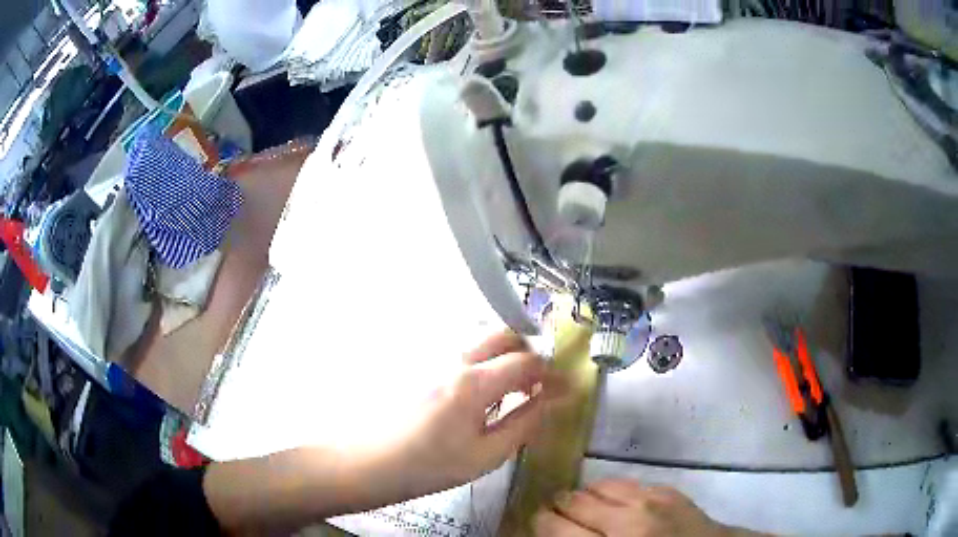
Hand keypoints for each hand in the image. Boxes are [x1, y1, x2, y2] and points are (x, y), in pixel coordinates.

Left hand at [369, 330, 564, 500]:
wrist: (370, 462)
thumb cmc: (429, 466)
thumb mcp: (485, 455)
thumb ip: (523, 424)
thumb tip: (550, 402)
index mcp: (473, 382)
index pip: (526, 362)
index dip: (552, 373)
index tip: (566, 388)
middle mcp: (455, 359)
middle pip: (503, 336)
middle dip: (529, 353)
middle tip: (539, 383)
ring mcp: (433, 358)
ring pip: (481, 341)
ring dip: (506, 355)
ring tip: (513, 389)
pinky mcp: (420, 365)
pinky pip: (463, 353)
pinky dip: (484, 362)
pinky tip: (480, 393)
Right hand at [534, 479, 740, 536]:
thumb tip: (555, 535)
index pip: (555, 527)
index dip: (540, 523)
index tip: (537, 524)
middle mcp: (626, 520)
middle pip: (572, 500)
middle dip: (557, 507)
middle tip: (556, 516)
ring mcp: (650, 500)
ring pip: (597, 485)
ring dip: (583, 496)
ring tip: (584, 507)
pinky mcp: (666, 489)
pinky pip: (625, 482)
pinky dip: (610, 491)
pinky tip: (615, 503)